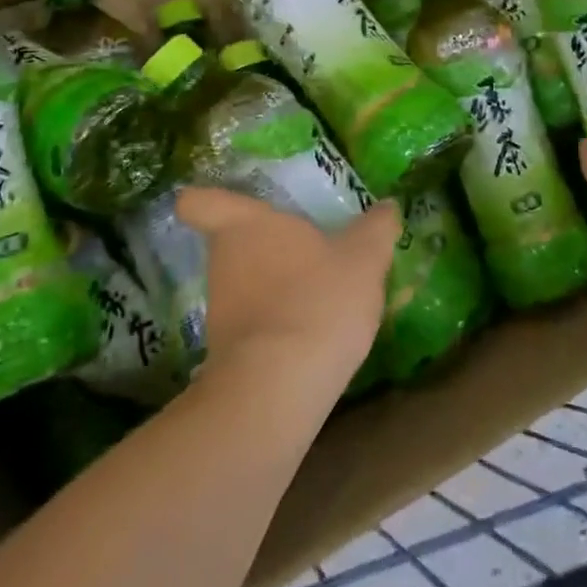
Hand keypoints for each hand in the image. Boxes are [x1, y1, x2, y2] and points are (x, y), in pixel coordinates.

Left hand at [175, 188, 400, 389]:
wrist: (279, 386)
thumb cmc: (318, 299)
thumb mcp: (364, 258)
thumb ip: (376, 228)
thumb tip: (388, 205)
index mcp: (245, 225)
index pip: (198, 202)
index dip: (204, 199)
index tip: (226, 202)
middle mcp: (222, 261)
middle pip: (230, 244)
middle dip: (262, 247)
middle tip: (302, 250)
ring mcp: (219, 309)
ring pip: (243, 286)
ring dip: (272, 288)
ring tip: (317, 296)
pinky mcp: (226, 352)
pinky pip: (252, 325)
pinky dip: (276, 326)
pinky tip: (311, 334)